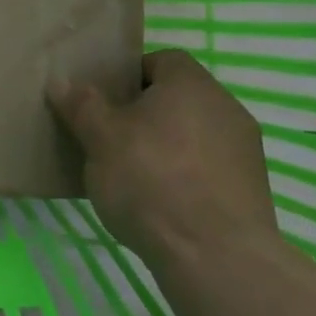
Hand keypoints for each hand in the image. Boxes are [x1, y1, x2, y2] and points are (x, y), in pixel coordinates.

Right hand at [48, 50, 278, 260]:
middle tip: (111, 138)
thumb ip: (82, 106)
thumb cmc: (150, 180)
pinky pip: (209, 168)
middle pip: (179, 98)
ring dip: (167, 146)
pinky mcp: (253, 189)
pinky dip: (187, 176)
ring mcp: (245, 149)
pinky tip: (162, 203)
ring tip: (133, 175)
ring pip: (194, 135)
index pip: (162, 60)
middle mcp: (225, 107)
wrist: (215, 255)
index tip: (106, 101)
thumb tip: (62, 82)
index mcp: (191, 84)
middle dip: (145, 113)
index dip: (130, 75)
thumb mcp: (101, 139)